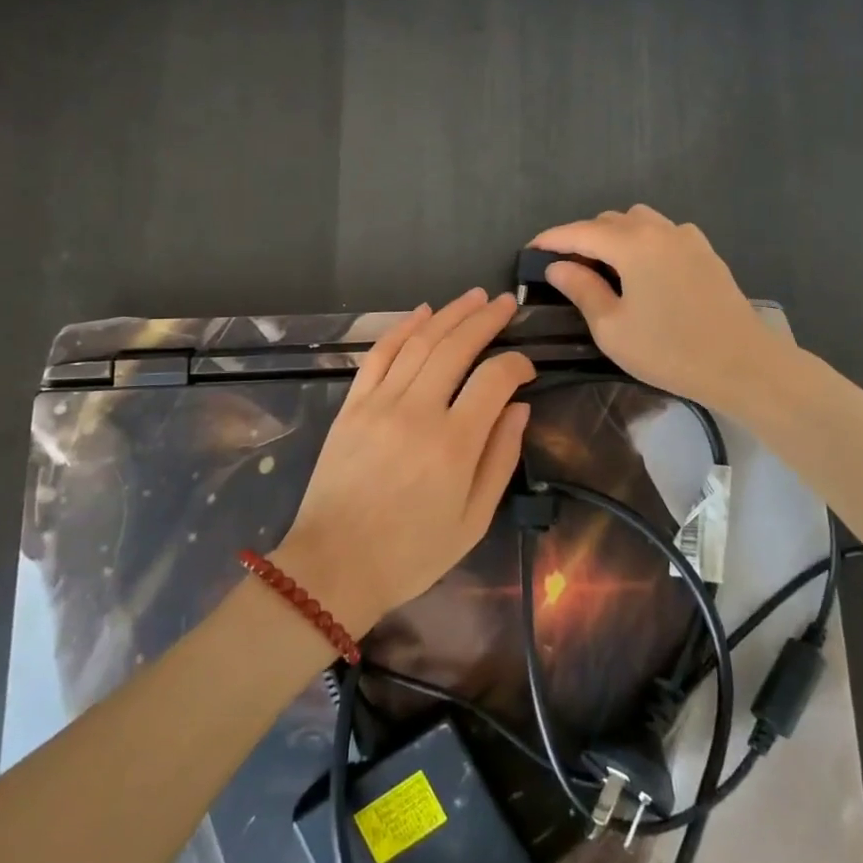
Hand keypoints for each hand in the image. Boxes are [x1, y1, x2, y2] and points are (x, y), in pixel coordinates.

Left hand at [273, 289, 533, 635]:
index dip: (518, 364)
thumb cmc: (411, 553)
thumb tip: (519, 407)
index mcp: (454, 444)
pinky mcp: (353, 404)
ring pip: (420, 342)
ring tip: (474, 297)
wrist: (335, 565)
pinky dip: (403, 328)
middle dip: (486, 320)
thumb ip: (500, 458)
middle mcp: (417, 411)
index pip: (495, 379)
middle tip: (506, 303)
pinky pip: (380, 354)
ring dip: (450, 314)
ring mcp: (380, 403)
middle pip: (457, 347)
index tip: (528, 368)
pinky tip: (423, 312)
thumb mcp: (473, 521)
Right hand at [531, 206, 794, 416]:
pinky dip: (644, 241)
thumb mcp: (613, 328)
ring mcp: (688, 238)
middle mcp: (660, 230)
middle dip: (583, 237)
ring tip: (604, 266)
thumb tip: (557, 267)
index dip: (551, 239)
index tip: (530, 250)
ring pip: (640, 221)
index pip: (580, 231)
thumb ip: (582, 290)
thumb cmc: (671, 350)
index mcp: (633, 244)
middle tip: (566, 267)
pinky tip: (644, 270)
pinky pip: (665, 233)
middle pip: (610, 221)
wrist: (744, 365)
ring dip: (615, 235)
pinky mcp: (707, 253)